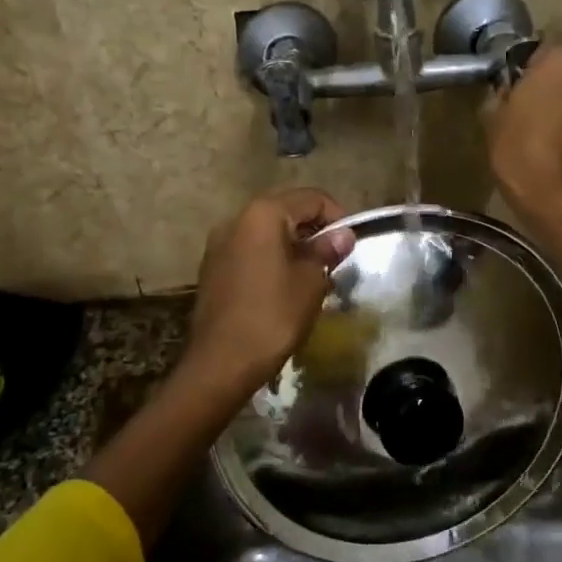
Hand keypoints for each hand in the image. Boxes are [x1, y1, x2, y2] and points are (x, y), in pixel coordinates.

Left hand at [184, 188, 356, 394]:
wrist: (221, 362)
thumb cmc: (273, 316)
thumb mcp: (310, 282)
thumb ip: (326, 251)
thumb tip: (342, 235)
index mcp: (263, 214)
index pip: (311, 198)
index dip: (337, 216)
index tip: (349, 245)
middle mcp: (236, 218)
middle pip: (286, 210)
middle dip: (313, 230)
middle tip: (333, 259)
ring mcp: (219, 243)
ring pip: (266, 231)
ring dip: (292, 245)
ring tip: (311, 275)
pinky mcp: (212, 267)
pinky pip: (249, 250)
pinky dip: (270, 258)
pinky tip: (283, 286)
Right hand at [486, 43, 561, 219]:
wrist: (556, 199)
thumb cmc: (518, 151)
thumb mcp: (494, 118)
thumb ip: (505, 92)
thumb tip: (512, 89)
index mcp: (559, 62)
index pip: (543, 45)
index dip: (528, 63)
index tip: (515, 82)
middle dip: (552, 82)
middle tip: (530, 106)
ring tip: (549, 131)